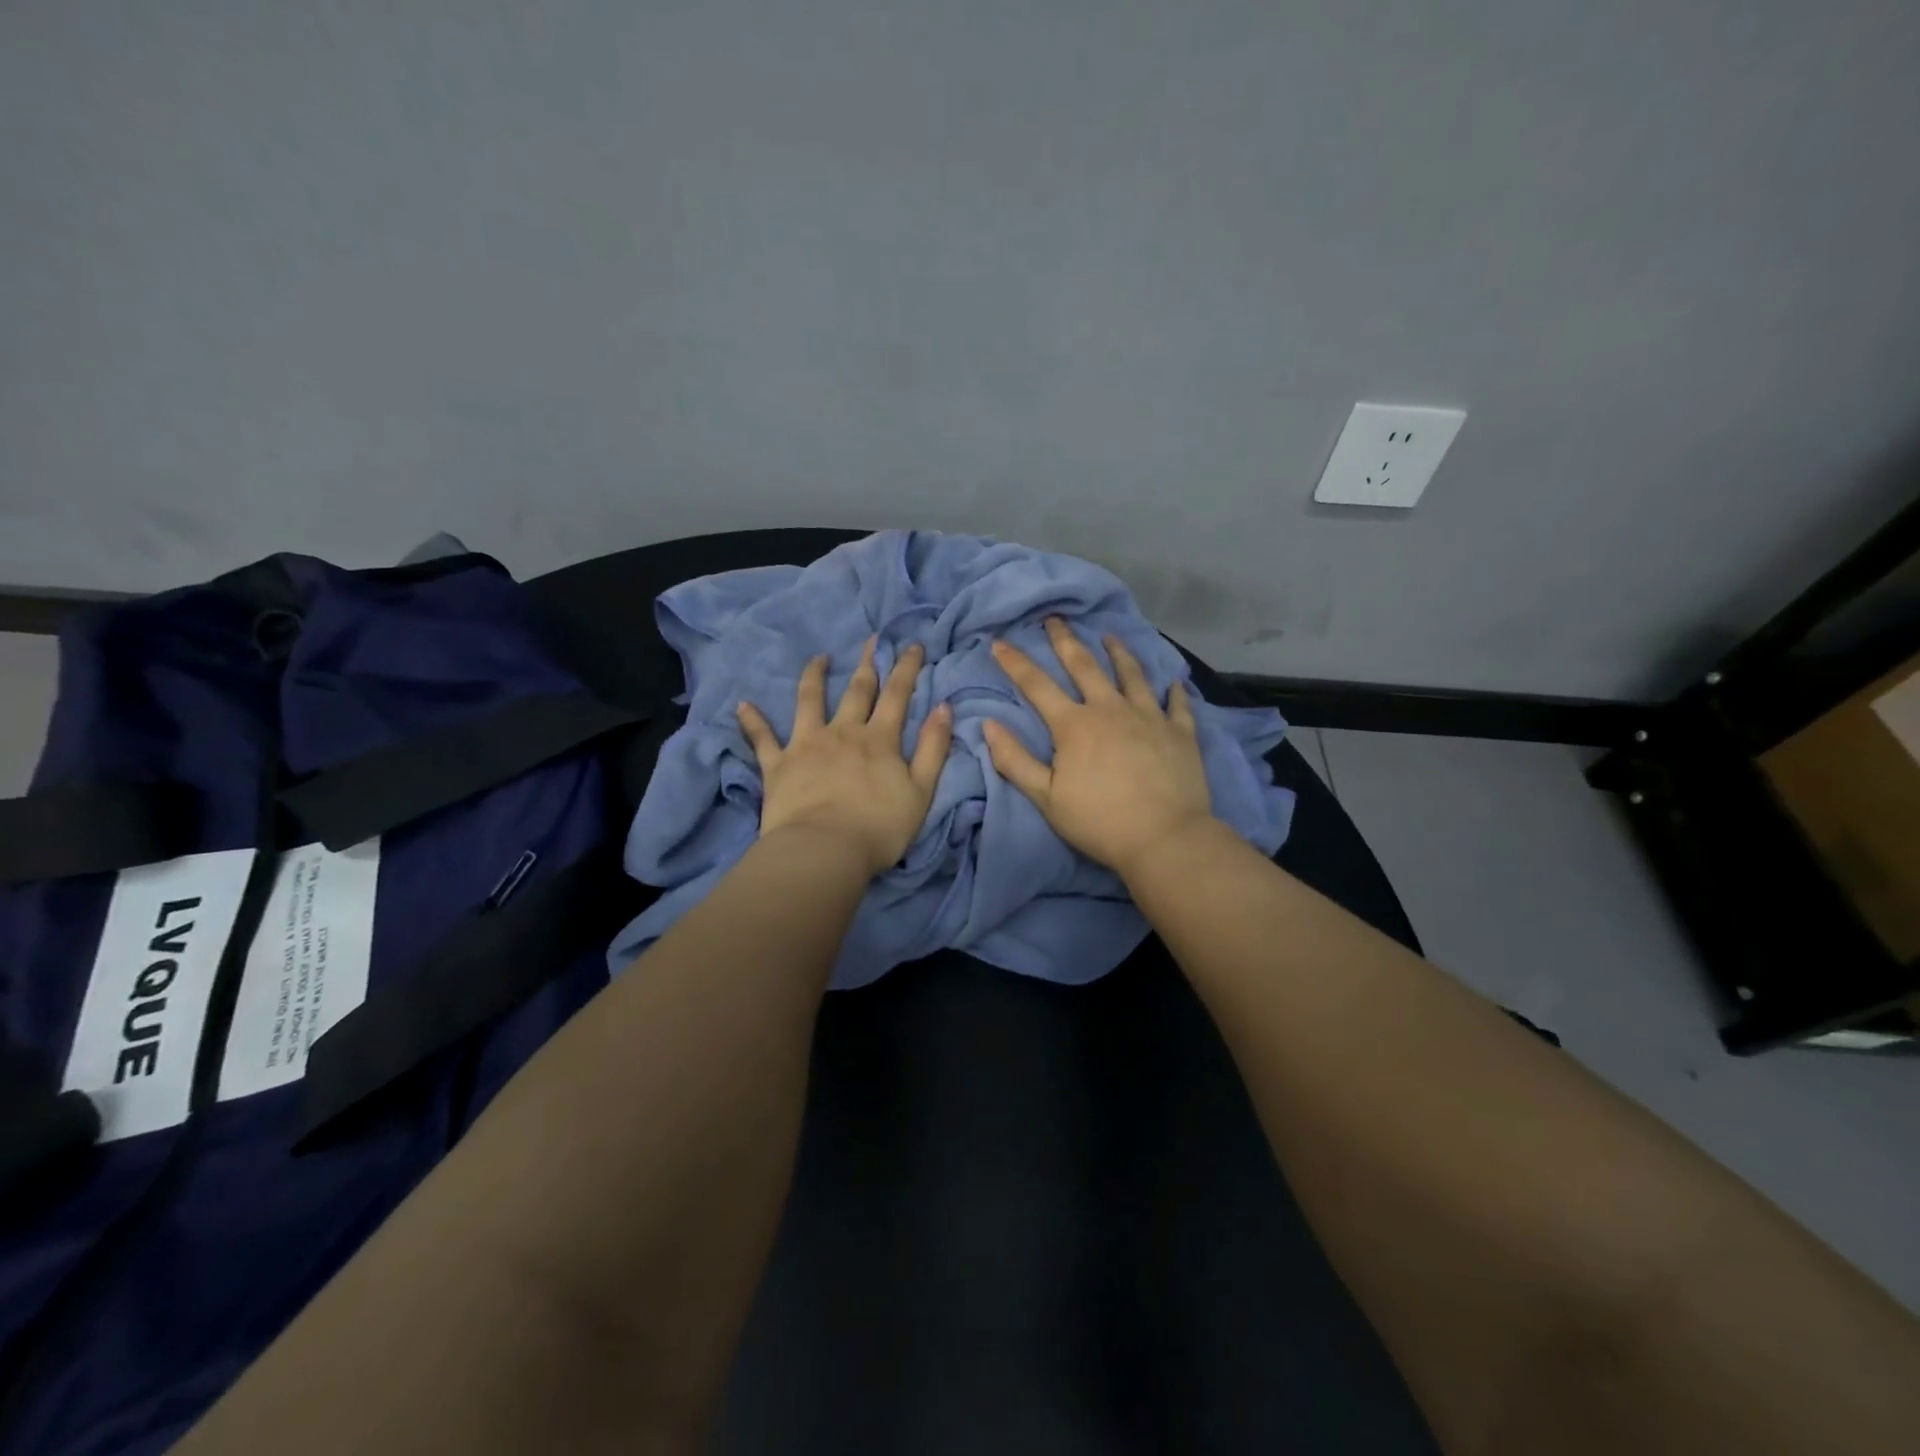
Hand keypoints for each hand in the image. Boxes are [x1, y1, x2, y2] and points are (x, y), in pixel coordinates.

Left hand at [737, 638, 953, 876]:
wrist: (824, 851)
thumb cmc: (879, 827)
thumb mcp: (921, 791)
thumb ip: (934, 748)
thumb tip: (944, 707)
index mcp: (879, 740)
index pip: (898, 696)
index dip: (907, 669)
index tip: (912, 645)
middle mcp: (843, 732)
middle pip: (857, 691)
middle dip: (868, 663)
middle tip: (872, 639)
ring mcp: (807, 744)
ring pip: (809, 701)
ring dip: (814, 677)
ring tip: (817, 658)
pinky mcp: (777, 764)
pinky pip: (762, 738)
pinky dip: (752, 721)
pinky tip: (742, 705)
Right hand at [983, 618, 1216, 878]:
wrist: (1164, 837)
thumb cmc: (1098, 820)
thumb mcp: (1046, 797)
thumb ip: (1015, 760)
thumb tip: (988, 725)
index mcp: (1074, 724)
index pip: (1037, 685)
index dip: (1015, 662)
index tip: (1000, 642)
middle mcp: (1110, 709)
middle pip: (1084, 666)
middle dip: (1065, 640)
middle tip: (1056, 619)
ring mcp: (1149, 716)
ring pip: (1131, 674)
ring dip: (1118, 652)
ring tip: (1110, 635)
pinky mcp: (1180, 732)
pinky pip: (1176, 703)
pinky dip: (1172, 690)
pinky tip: (1173, 681)